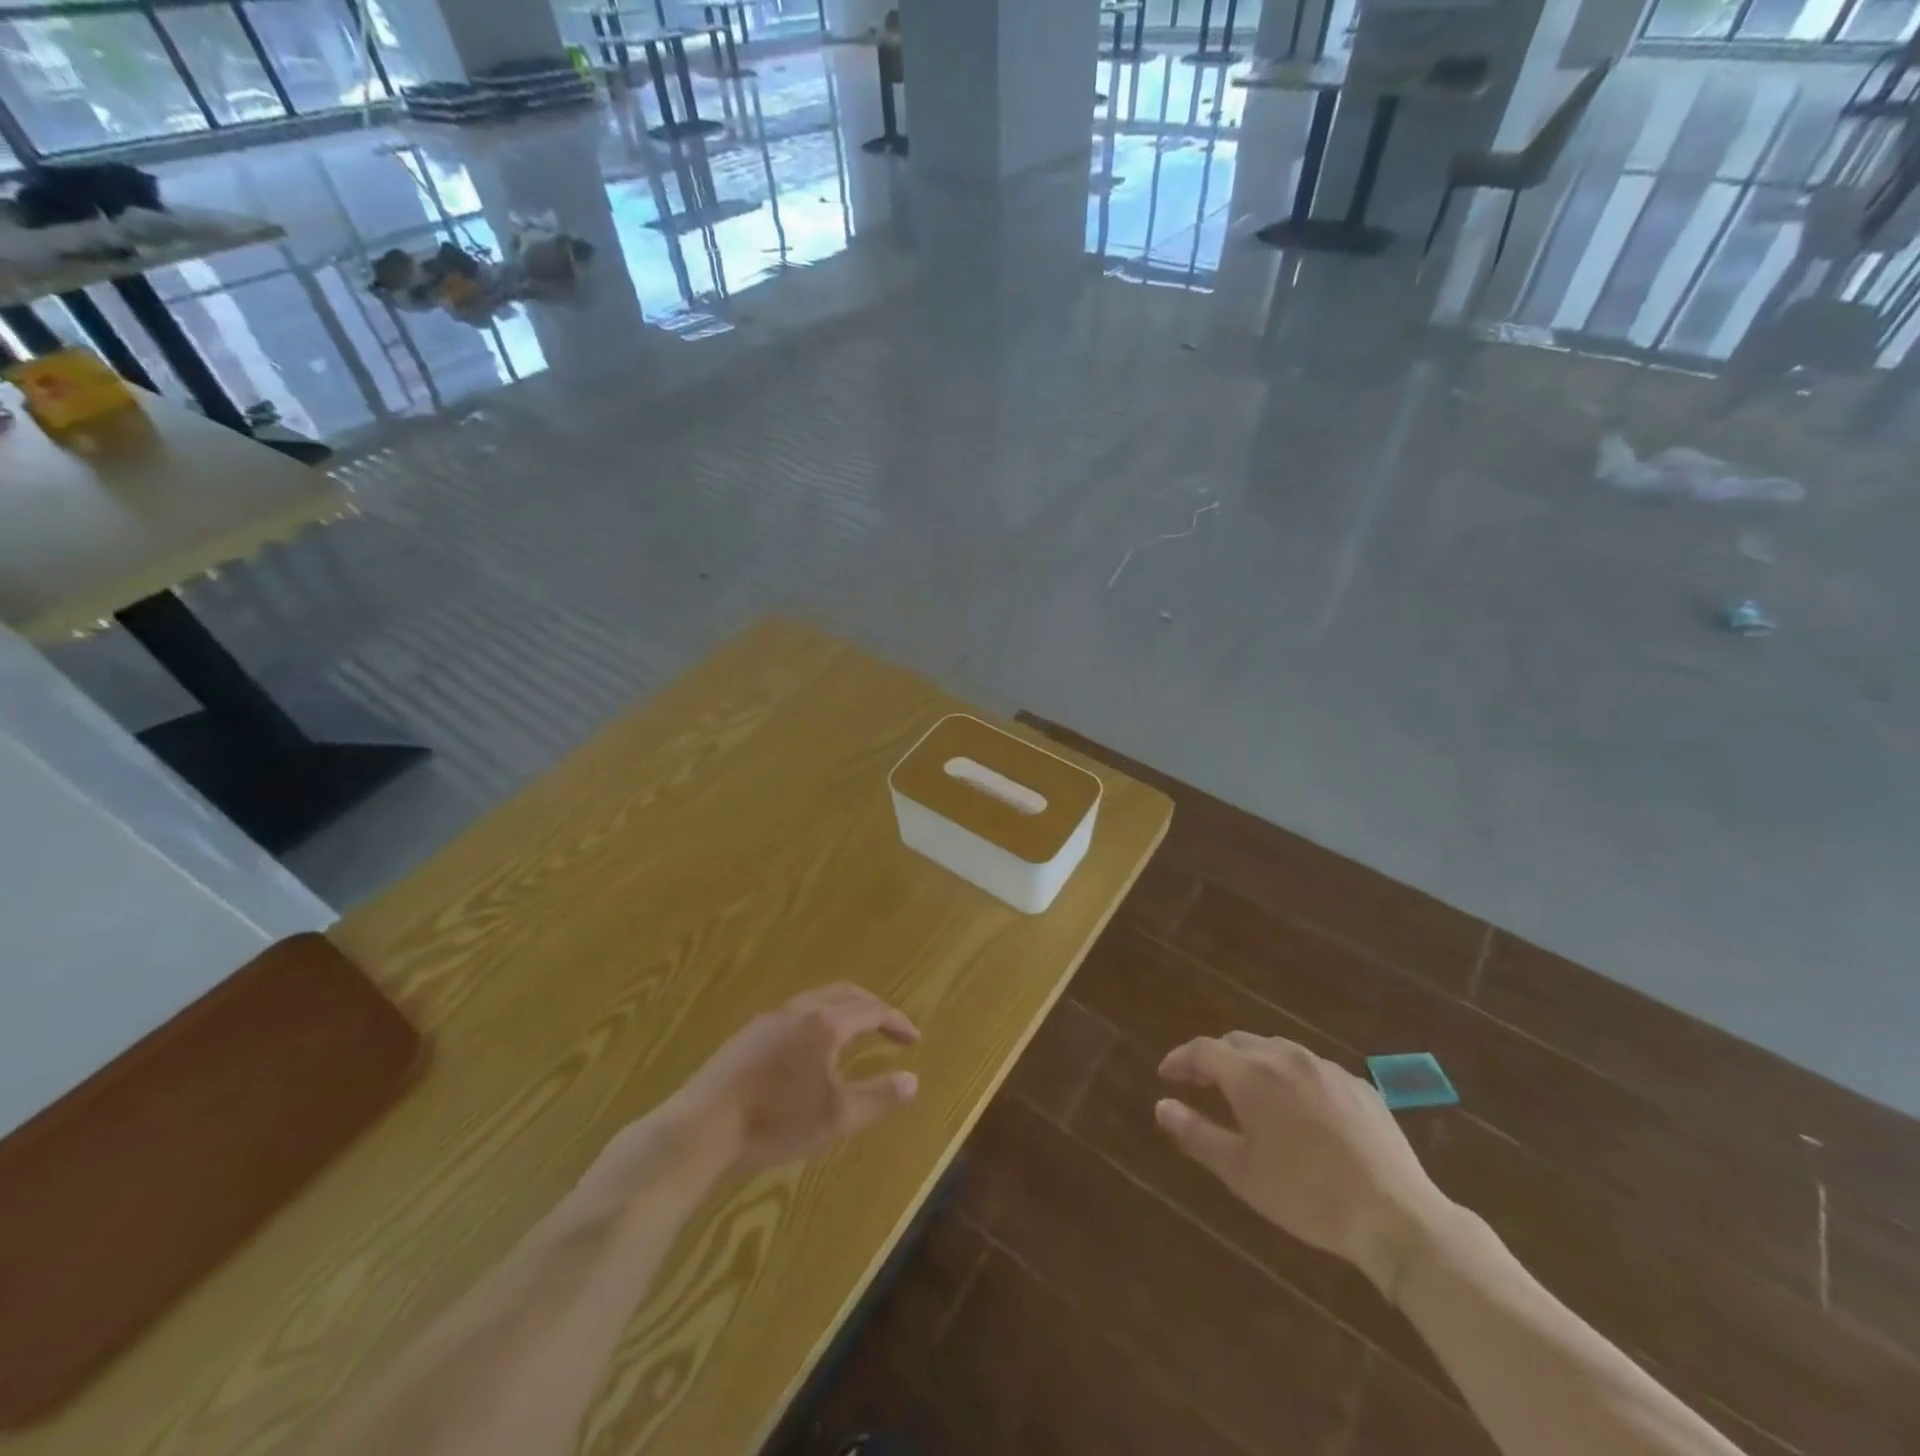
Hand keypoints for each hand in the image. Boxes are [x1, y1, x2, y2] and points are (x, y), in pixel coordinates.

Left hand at [664, 983, 920, 1173]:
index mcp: (826, 1023)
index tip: (914, 1040)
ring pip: (817, 1001)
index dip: (897, 1023)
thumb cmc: (776, 1120)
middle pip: (845, 994)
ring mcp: (769, 1020)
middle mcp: (800, 1011)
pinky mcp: (747, 1036)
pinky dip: (818, 1021)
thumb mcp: (837, 1117)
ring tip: (854, 1034)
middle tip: (889, 1028)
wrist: (702, 1127)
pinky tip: (809, 1051)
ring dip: (843, 1011)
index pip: (872, 1010)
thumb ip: (879, 1097)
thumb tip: (912, 1080)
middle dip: (872, 1007)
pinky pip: (795, 1015)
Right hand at [1155, 1033, 1451, 1293]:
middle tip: (1200, 1082)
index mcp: (1250, 1074)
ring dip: (1251, 1063)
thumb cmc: (1305, 1194)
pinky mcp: (1358, 1086)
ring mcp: (1325, 1068)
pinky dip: (1290, 1077)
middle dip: (1214, 1058)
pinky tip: (1297, 1107)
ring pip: (1276, 1051)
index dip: (1180, 1059)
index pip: (1203, 1050)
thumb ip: (1195, 1133)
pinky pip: (1311, 1069)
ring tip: (1245, 1091)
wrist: (1393, 1214)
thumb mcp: (1239, 1170)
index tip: (1166, 1075)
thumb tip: (1162, 1105)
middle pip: (1238, 1042)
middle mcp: (1285, 1057)